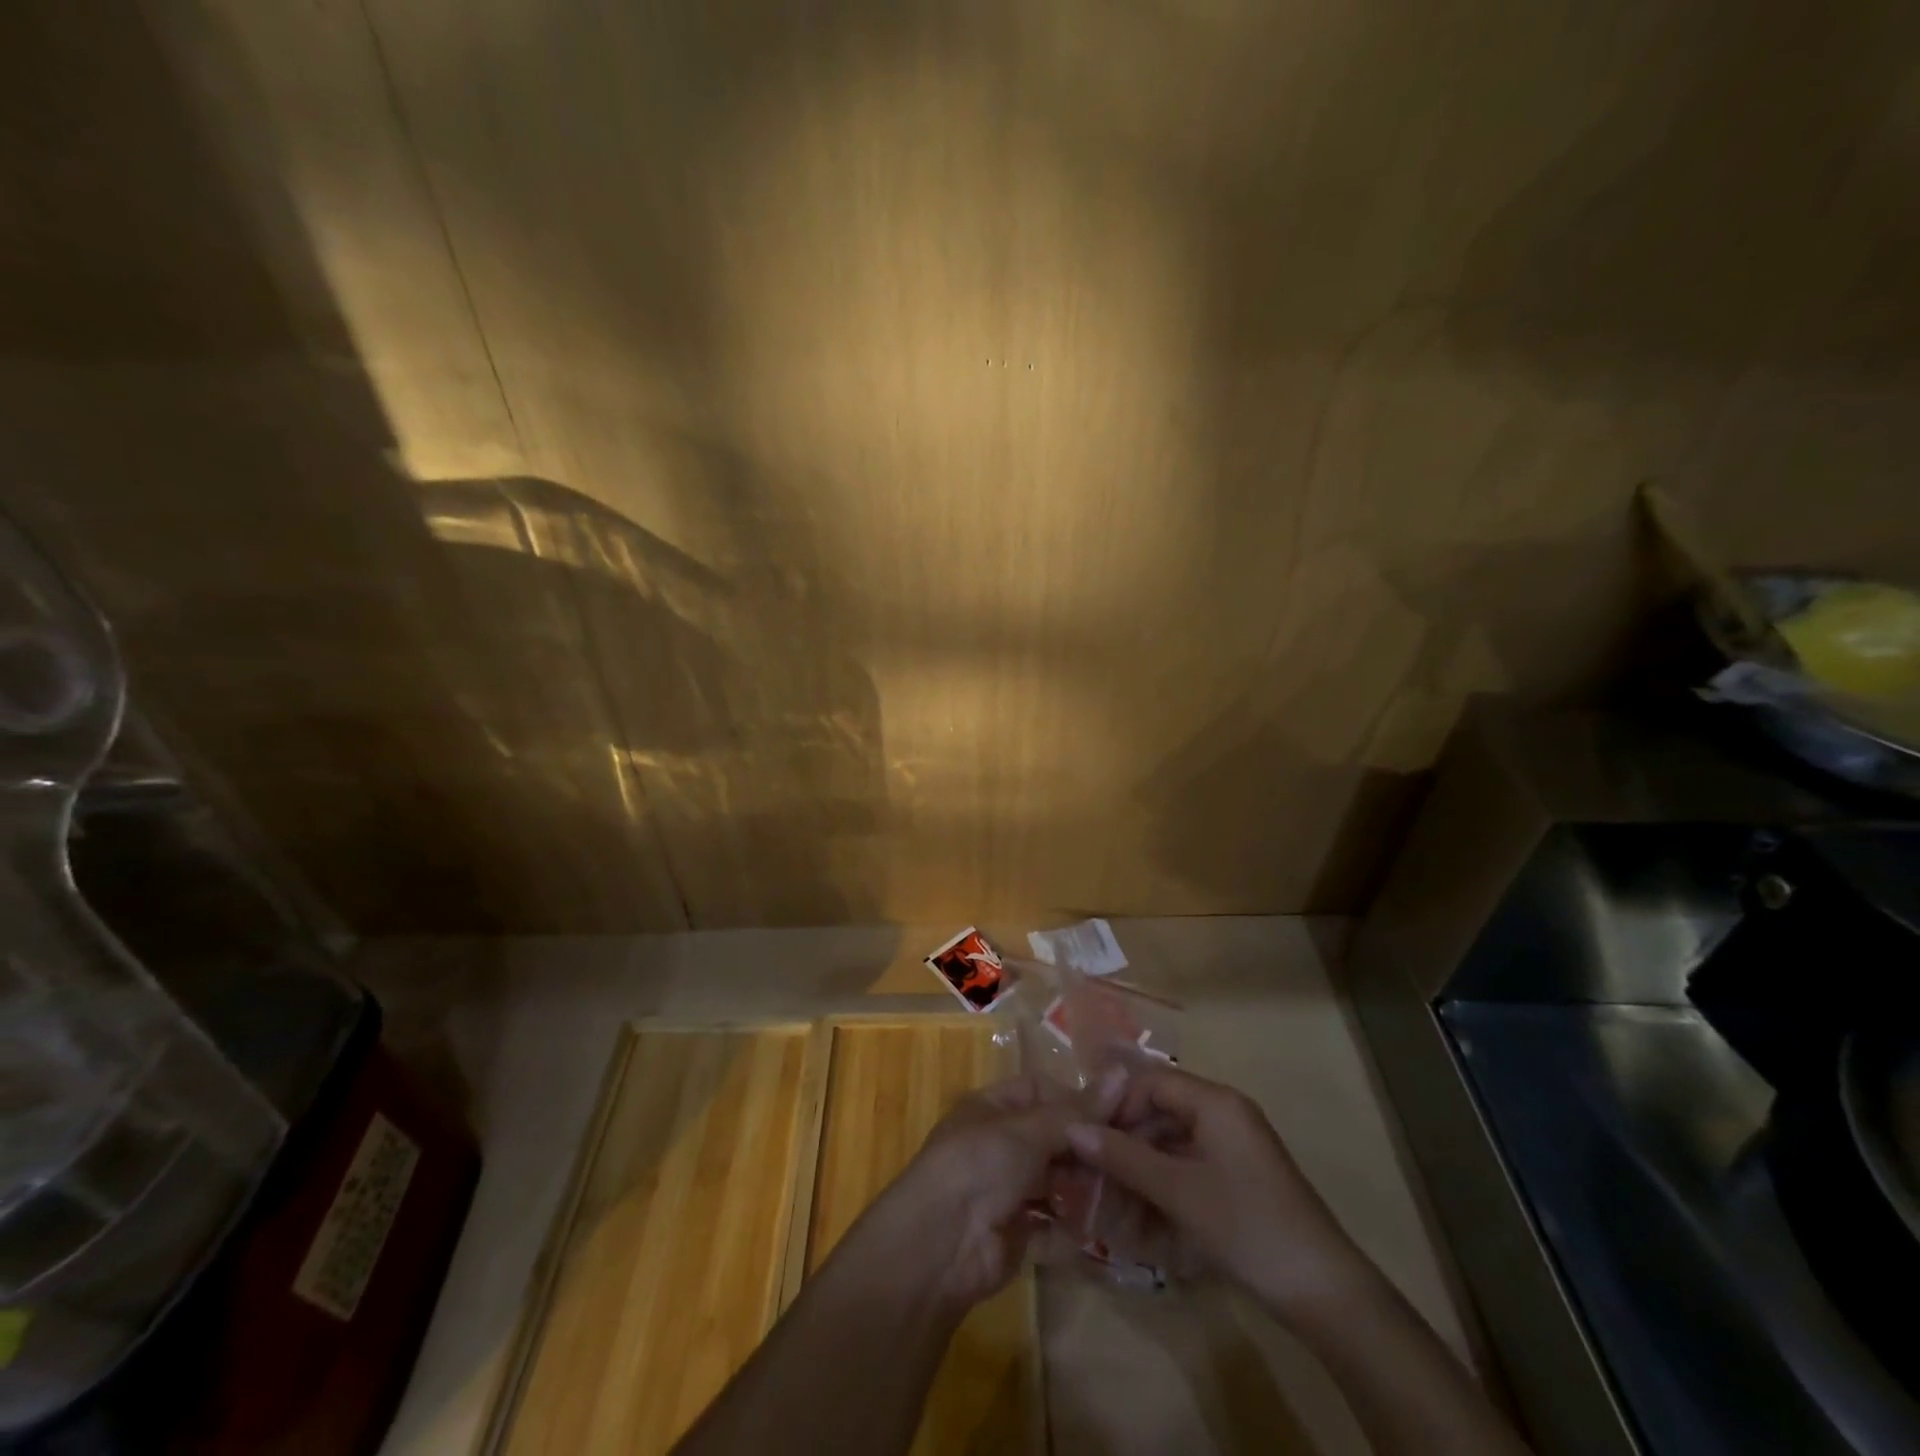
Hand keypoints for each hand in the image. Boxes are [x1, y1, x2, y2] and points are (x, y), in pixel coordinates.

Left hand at [871, 1073, 1120, 1308]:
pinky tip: (1098, 1227)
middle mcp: (999, 1144)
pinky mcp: (1016, 1233)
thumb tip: (1122, 1074)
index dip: (1077, 1100)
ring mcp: (1007, 1190)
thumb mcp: (1027, 1130)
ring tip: (1119, 1195)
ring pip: (1056, 1181)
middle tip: (1128, 1160)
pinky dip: (1072, 1227)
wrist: (940, 1248)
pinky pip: (1053, 1224)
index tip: (1119, 1114)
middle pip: (1052, 1138)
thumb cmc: (978, 1166)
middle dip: (1086, 1149)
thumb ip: (1077, 1112)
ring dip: (1083, 1188)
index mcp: (992, 1107)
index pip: (1041, 1091)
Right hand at [1066, 1065, 1367, 1323]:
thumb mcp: (1178, 1191)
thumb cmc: (1246, 1226)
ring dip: (1140, 1167)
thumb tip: (1072, 1129)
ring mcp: (1233, 1147)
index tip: (1086, 1137)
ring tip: (1111, 1200)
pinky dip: (1163, 1185)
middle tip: (1091, 1172)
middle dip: (1124, 1140)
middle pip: (1160, 1110)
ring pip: (1171, 1142)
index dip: (1115, 1105)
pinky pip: (1188, 1166)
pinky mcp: (1238, 1178)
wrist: (1324, 1292)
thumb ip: (1123, 1157)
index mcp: (1215, 1101)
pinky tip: (1142, 1216)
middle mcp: (1224, 1113)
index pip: (1150, 1082)